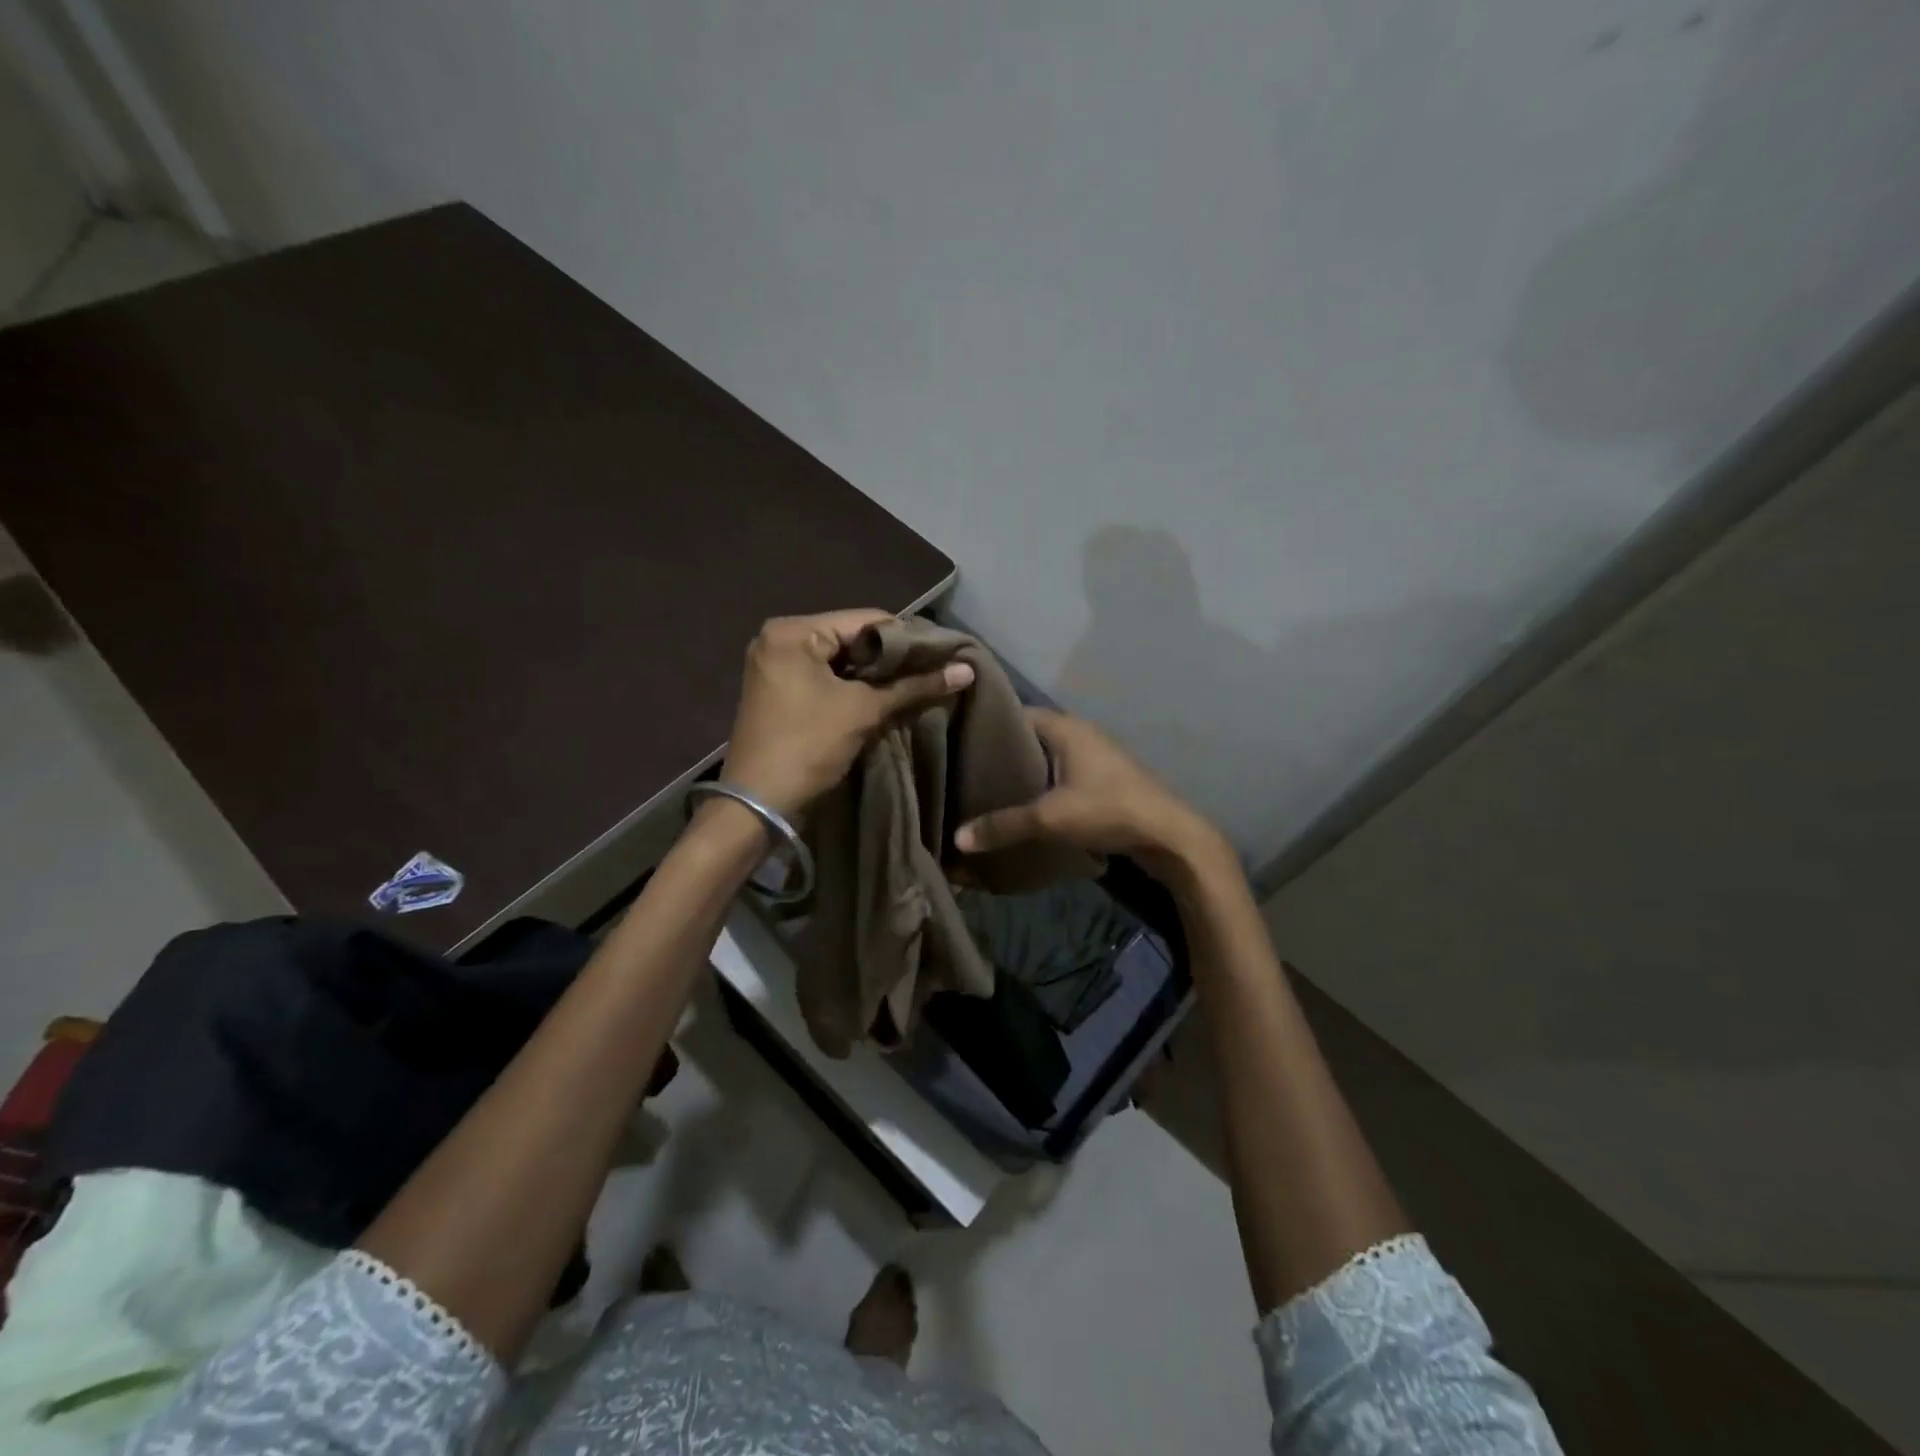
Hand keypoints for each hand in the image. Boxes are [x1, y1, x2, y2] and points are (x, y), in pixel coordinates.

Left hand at [720, 611, 973, 819]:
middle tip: (933, 672)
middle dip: (892, 659)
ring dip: (875, 675)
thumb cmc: (808, 746)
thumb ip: (914, 686)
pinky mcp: (780, 690)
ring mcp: (776, 665)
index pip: (866, 620)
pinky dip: (853, 687)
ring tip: (916, 685)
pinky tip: (884, 698)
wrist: (758, 804)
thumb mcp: (863, 712)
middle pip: (852, 638)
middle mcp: (779, 638)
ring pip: (841, 660)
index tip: (943, 656)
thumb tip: (966, 671)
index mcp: (793, 631)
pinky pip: (825, 677)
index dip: (908, 639)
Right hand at [954, 709, 1229, 882]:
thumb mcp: (1050, 818)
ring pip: (1050, 757)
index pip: (1018, 713)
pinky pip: (1064, 775)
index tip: (959, 738)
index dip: (989, 724)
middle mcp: (1082, 734)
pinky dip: (1044, 785)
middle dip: (1004, 752)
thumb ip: (1004, 825)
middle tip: (967, 769)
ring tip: (990, 789)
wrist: (1170, 836)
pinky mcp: (1106, 780)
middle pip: (1033, 736)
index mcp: (1067, 728)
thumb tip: (957, 838)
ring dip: (1026, 771)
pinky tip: (1026, 805)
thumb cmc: (1109, 809)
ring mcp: (1097, 757)